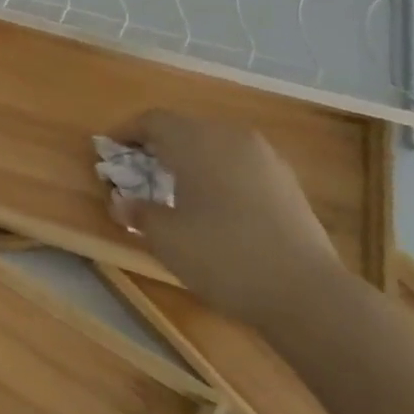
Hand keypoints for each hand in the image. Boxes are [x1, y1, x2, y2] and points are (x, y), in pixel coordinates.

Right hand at [113, 110, 337, 325]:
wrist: (306, 293)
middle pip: (184, 127)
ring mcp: (264, 158)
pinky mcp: (286, 181)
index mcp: (195, 141)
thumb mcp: (165, 238)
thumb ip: (138, 213)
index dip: (126, 132)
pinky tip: (212, 203)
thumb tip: (122, 203)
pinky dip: (217, 172)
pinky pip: (238, 163)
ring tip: (172, 186)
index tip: (108, 150)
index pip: (153, 121)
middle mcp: (230, 137)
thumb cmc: (222, 255)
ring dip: (189, 157)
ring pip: (214, 143)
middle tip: (137, 169)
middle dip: (157, 144)